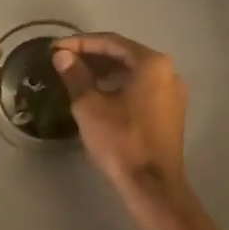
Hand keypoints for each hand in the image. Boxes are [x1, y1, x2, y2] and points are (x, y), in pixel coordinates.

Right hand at [50, 33, 189, 204]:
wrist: (153, 186)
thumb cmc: (121, 141)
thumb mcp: (90, 106)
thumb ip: (75, 75)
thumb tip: (62, 56)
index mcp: (152, 63)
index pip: (111, 42)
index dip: (80, 43)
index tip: (55, 48)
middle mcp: (168, 71)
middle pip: (125, 54)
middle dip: (92, 56)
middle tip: (64, 60)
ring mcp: (173, 92)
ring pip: (133, 72)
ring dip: (105, 71)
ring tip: (76, 75)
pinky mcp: (171, 111)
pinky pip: (142, 87)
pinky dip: (119, 85)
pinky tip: (99, 93)